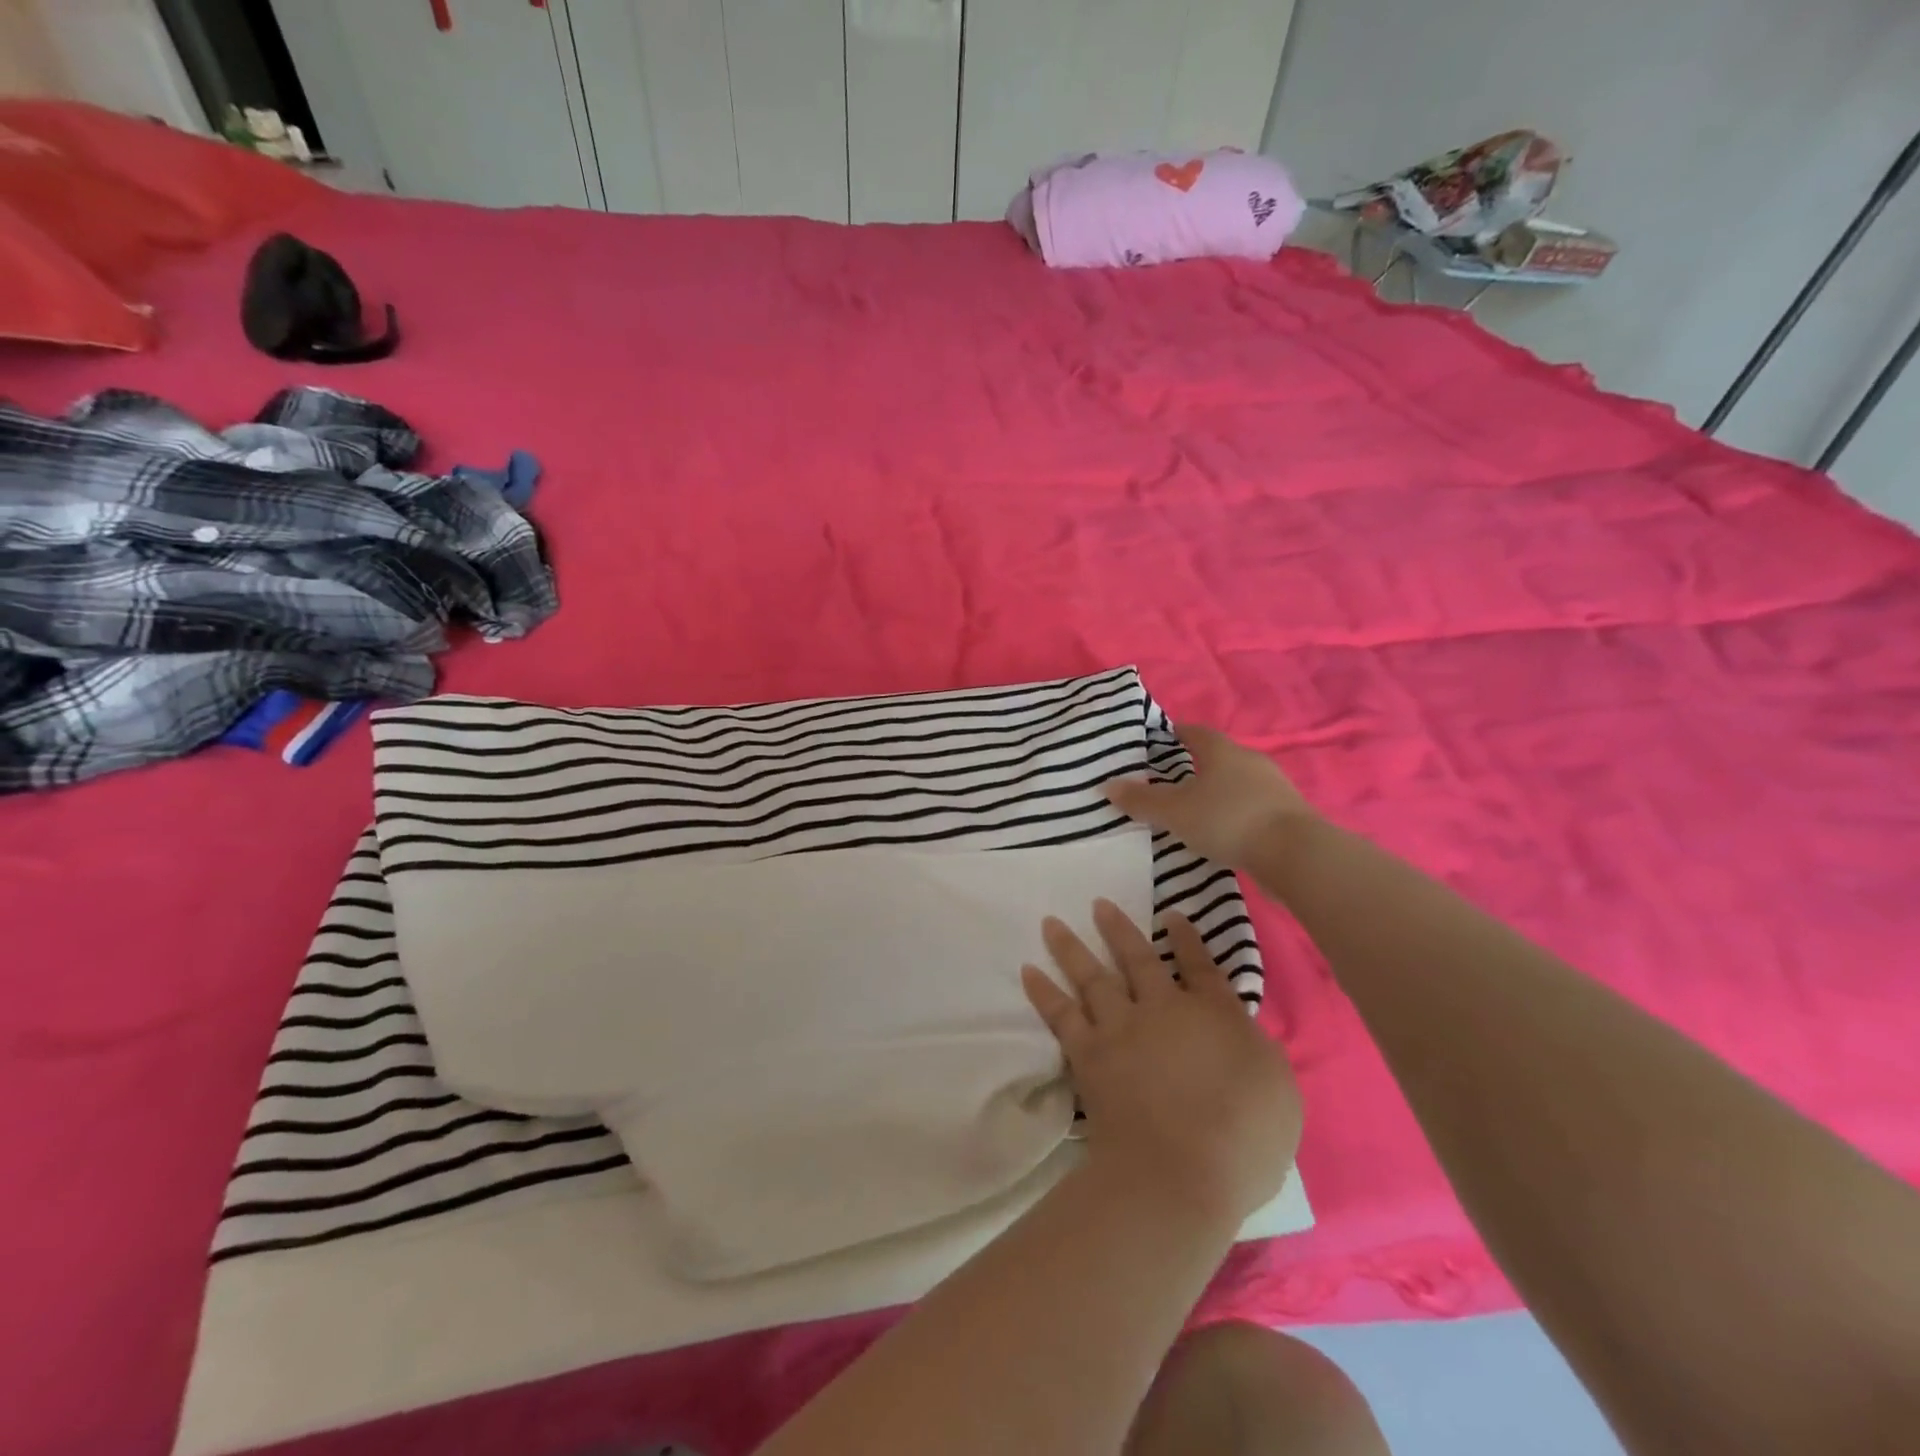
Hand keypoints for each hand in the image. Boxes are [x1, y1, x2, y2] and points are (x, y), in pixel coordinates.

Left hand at [1022, 900, 1300, 1226]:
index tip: (1172, 915)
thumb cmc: (1243, 1137)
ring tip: (1050, 924)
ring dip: (1070, 947)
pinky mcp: (1088, 1054)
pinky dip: (1043, 991)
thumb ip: (1256, 1048)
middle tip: (1097, 904)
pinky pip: (1060, 1014)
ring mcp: (1120, 1028)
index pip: (1201, 967)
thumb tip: (1239, 1030)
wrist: (1178, 1171)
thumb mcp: (1277, 1088)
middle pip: (1138, 959)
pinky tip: (1028, 971)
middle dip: (1118, 929)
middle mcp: (1162, 1009)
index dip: (1188, 939)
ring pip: (1092, 976)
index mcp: (1215, 1014)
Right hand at [1106, 726, 1314, 871]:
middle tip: (1172, 778)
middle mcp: (1250, 761)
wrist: (1295, 854)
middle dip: (1197, 764)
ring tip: (1197, 808)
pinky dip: (1236, 812)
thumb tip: (1107, 786)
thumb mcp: (1174, 812)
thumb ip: (1141, 800)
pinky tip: (1225, 830)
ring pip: (1238, 782)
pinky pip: (1253, 806)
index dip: (1177, 733)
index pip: (1196, 732)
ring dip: (1219, 791)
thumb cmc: (1227, 820)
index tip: (1162, 738)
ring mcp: (1274, 787)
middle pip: (1219, 757)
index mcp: (1222, 751)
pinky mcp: (1288, 814)